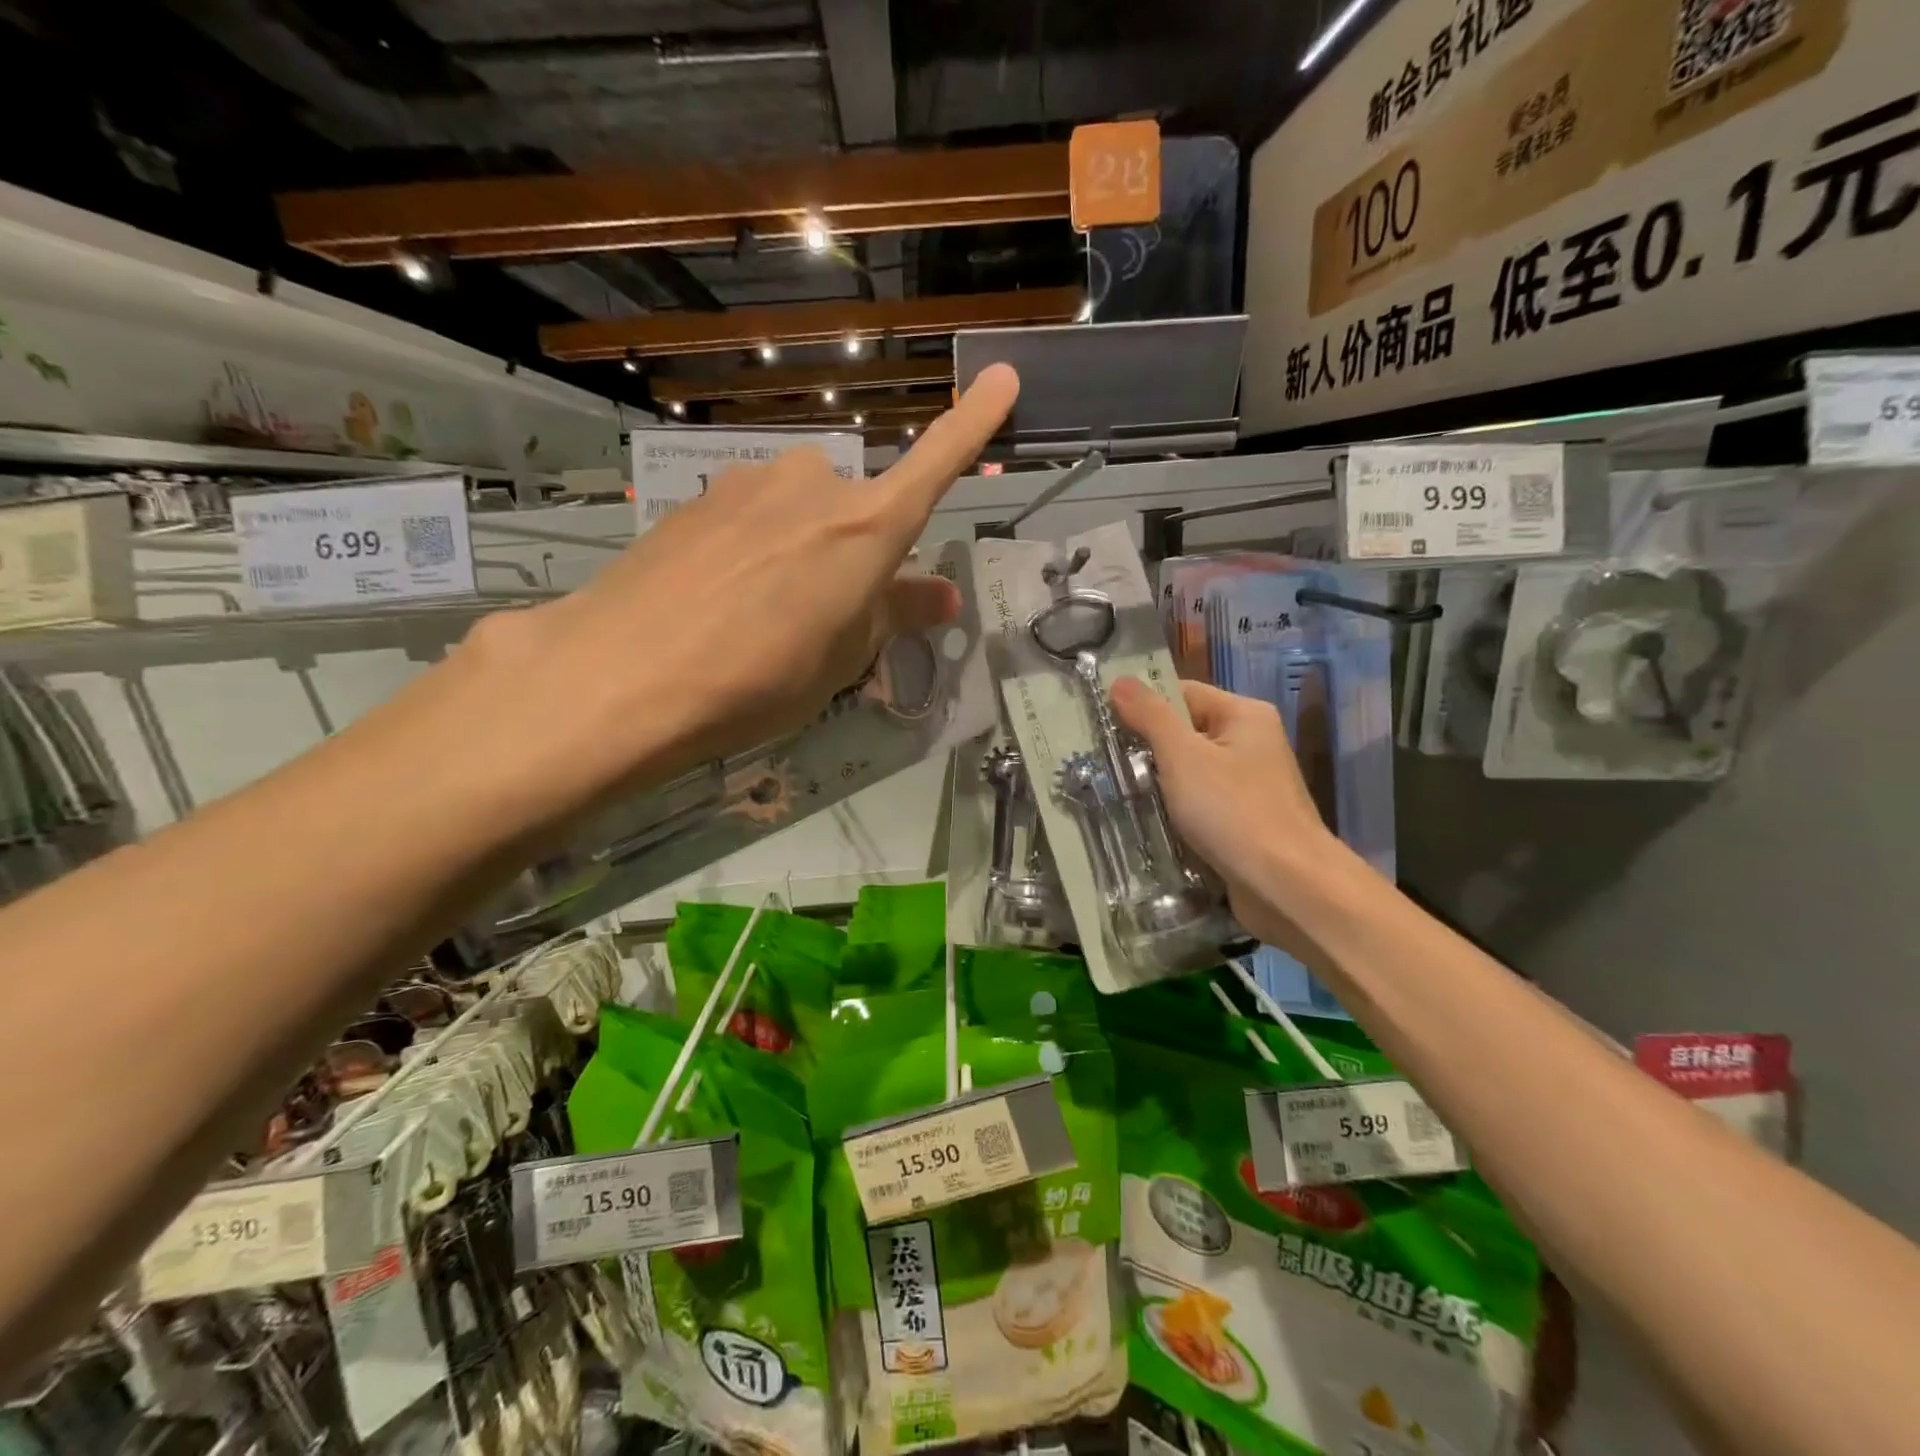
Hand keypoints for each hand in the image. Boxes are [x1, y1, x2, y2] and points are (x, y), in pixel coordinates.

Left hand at [465, 364, 1018, 822]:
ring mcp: (748, 485)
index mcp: (866, 527)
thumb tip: (944, 596)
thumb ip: (895, 614)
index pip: (935, 466)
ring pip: (797, 511)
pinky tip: (718, 599)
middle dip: (851, 550)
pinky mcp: (697, 500)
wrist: (625, 674)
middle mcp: (812, 486)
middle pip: (853, 508)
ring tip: (762, 615)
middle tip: (826, 615)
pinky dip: (752, 549)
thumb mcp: (844, 658)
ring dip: (799, 549)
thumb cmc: (762, 676)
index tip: (1005, 378)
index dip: (973, 425)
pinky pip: (749, 518)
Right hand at [1111, 677, 1349, 958]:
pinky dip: (1175, 811)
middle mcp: (1251, 743)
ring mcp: (1249, 785)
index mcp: (1244, 715)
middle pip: (1185, 732)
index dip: (1142, 705)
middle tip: (1101, 761)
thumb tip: (1118, 680)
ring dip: (1157, 784)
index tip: (1101, 723)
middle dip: (1146, 748)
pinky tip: (1145, 822)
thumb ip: (1150, 716)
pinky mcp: (1243, 821)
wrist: (1288, 886)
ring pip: (1189, 772)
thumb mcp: (1183, 757)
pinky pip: (1200, 805)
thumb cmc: (1234, 811)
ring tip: (1115, 792)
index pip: (1182, 693)